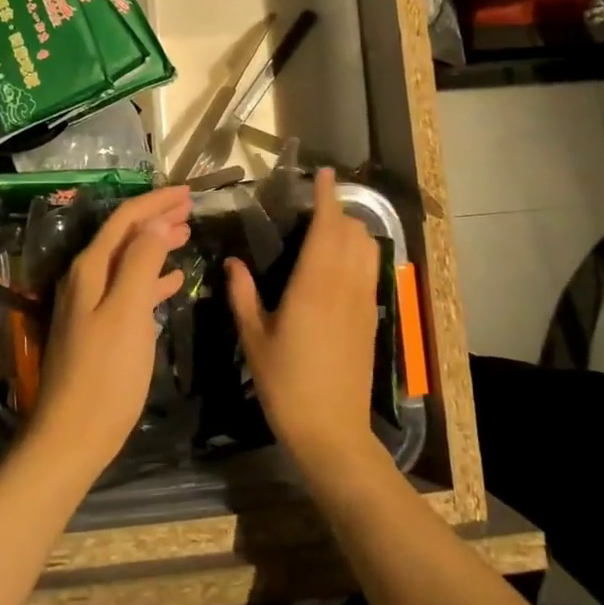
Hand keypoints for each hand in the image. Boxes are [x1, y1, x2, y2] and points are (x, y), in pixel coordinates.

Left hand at [29, 184, 192, 480]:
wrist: (73, 435)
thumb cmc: (106, 373)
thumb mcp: (127, 312)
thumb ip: (140, 263)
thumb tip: (153, 225)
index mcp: (90, 269)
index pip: (124, 220)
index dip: (155, 202)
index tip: (187, 192)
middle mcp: (85, 279)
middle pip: (124, 236)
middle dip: (156, 219)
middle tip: (190, 208)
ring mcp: (90, 305)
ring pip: (128, 261)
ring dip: (155, 246)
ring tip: (185, 235)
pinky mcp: (98, 329)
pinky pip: (129, 290)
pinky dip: (151, 279)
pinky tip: (173, 281)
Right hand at [226, 168, 383, 474]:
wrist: (332, 431)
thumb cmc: (286, 384)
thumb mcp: (254, 338)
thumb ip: (243, 295)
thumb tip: (232, 262)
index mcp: (314, 285)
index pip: (326, 227)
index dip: (327, 197)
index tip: (325, 173)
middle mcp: (344, 285)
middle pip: (352, 232)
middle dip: (338, 210)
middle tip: (315, 205)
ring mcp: (363, 302)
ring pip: (367, 249)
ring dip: (352, 230)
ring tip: (329, 229)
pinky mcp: (371, 317)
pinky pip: (371, 270)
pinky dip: (360, 253)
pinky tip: (341, 264)